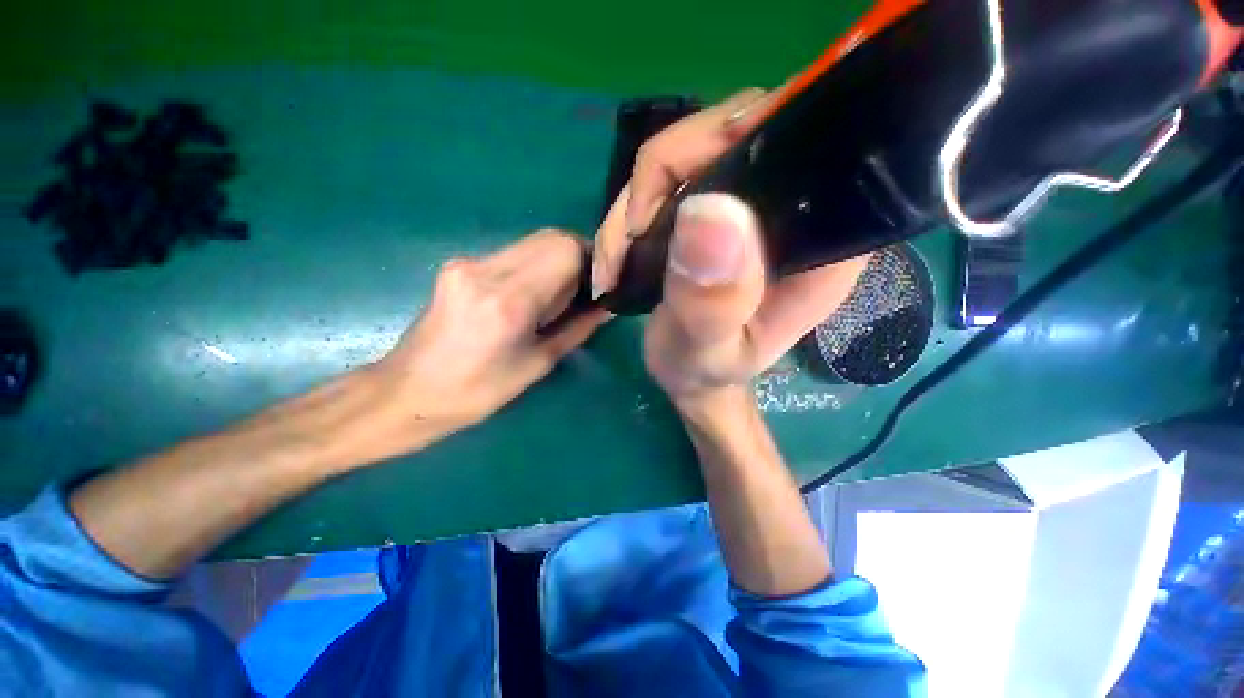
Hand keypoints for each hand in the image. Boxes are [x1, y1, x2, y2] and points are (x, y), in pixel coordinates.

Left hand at [369, 229, 608, 445]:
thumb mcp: (537, 364)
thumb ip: (577, 328)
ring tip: (561, 295)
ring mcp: (468, 263)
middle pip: (550, 238)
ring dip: (556, 261)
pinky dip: (534, 265)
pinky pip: (511, 253)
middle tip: (586, 289)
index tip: (601, 285)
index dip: (592, 261)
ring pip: (531, 242)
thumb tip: (607, 307)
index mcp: (509, 302)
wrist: (408, 392)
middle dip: (578, 257)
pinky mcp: (457, 264)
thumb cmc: (478, 391)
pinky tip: (532, 294)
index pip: (565, 251)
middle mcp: (486, 271)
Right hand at [590, 90, 867, 401]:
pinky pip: (673, 173)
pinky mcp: (719, 207)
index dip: (739, 140)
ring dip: (638, 197)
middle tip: (628, 237)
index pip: (801, 145)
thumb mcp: (707, 352)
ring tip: (614, 257)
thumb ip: (713, 301)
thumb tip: (709, 211)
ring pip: (695, 148)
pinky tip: (620, 247)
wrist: (687, 374)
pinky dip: (635, 205)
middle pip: (736, 133)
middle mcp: (794, 209)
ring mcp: (752, 203)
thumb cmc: (704, 372)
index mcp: (819, 244)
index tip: (676, 193)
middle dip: (665, 175)